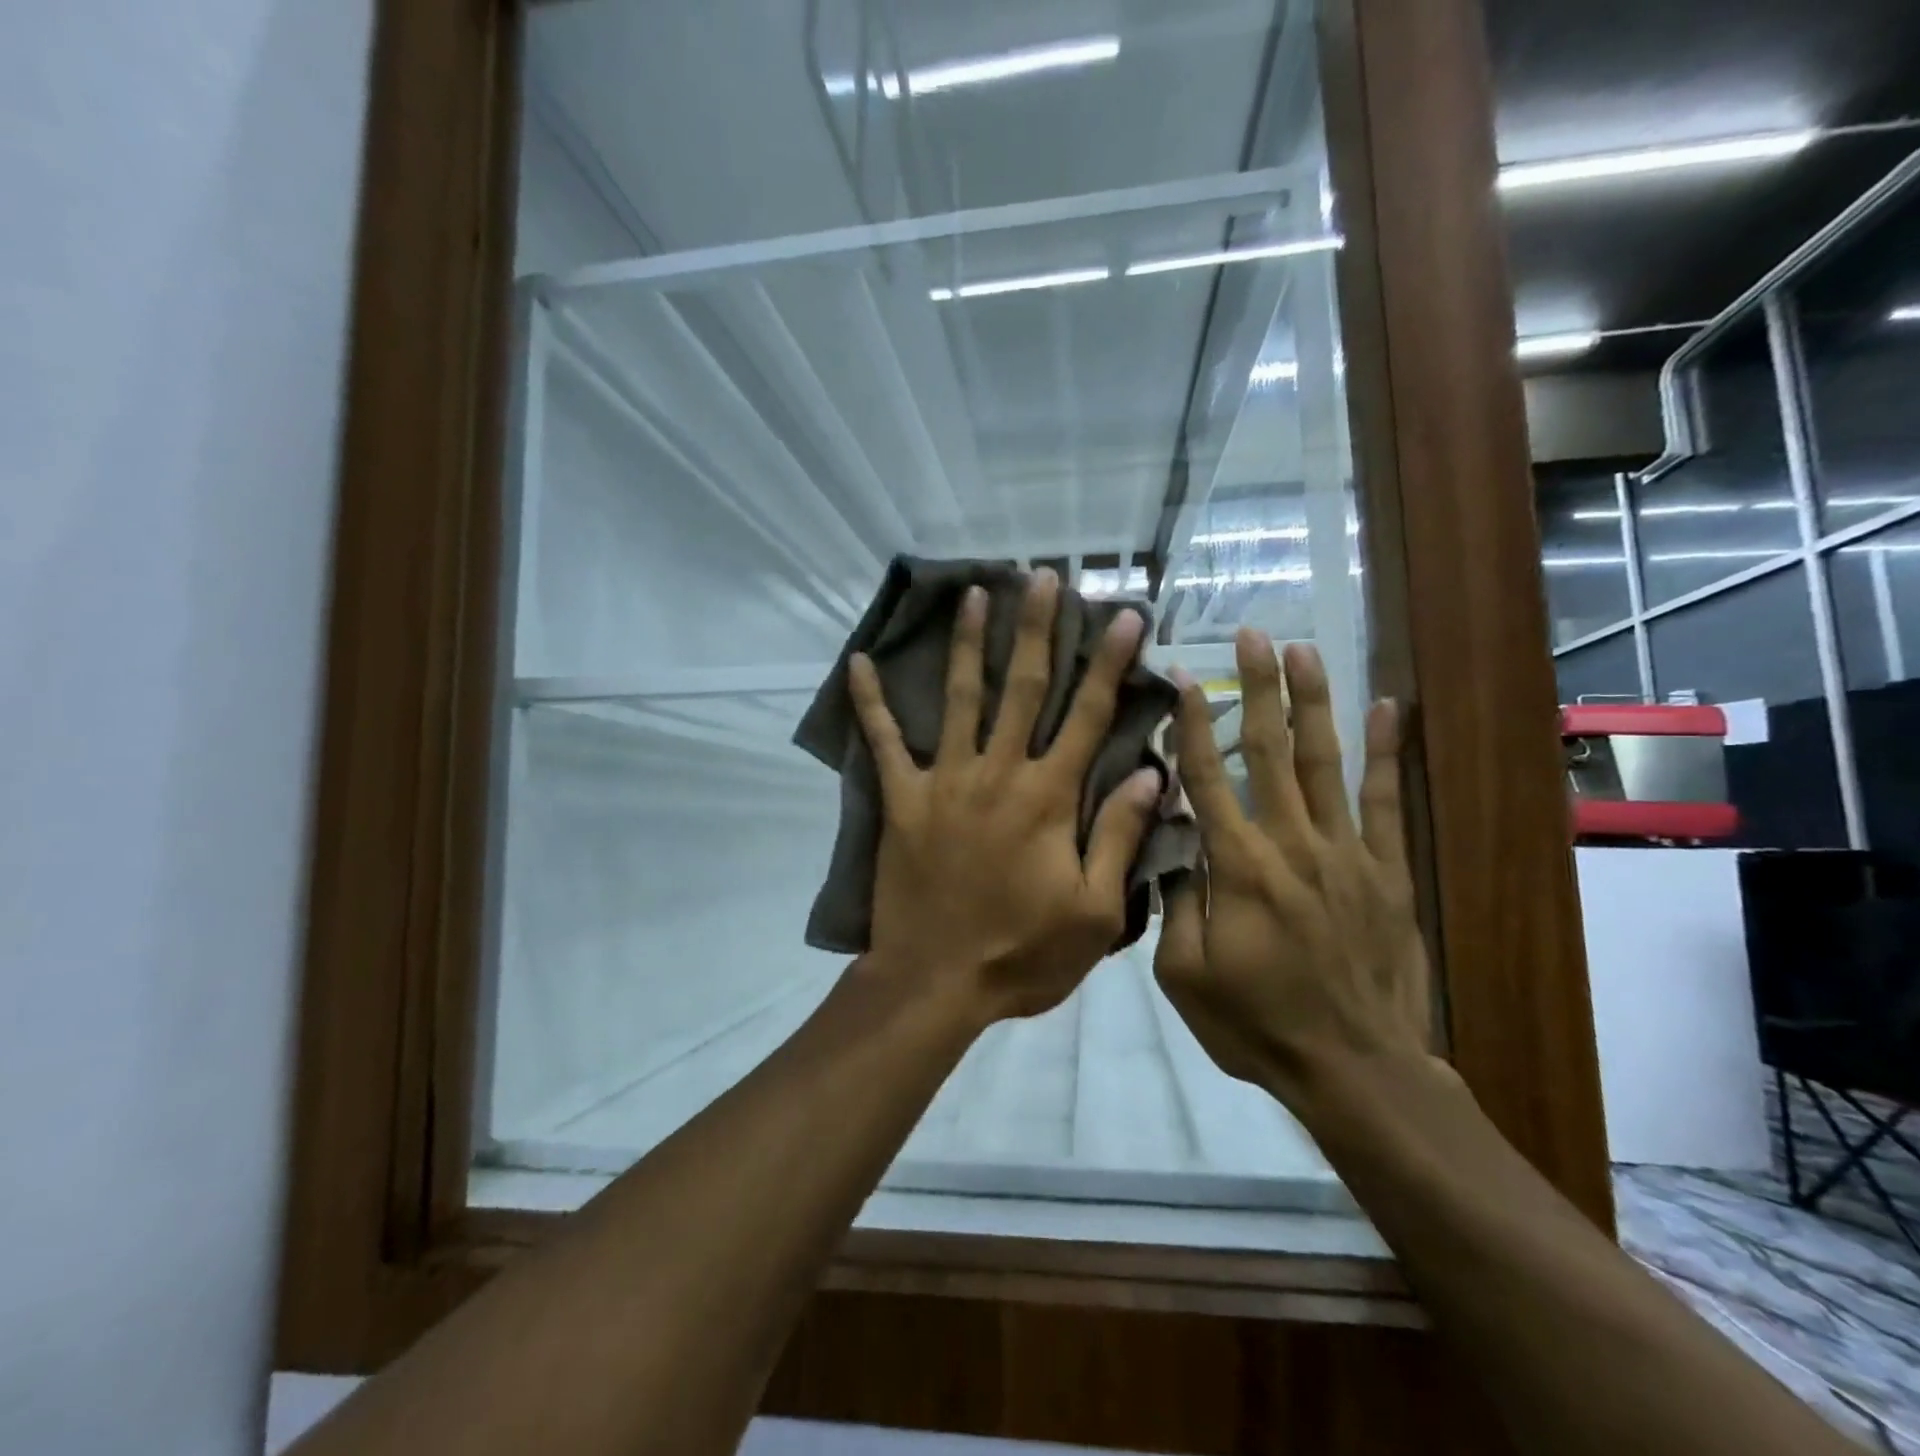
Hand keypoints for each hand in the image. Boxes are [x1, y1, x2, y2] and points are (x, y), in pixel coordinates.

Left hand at [848, 569, 1163, 1024]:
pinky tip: (858, 663)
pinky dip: (870, 703)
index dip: (1110, 663)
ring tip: (975, 593)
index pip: (1088, 715)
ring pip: (960, 697)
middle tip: (1046, 578)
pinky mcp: (902, 800)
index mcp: (1049, 797)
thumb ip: (1120, 838)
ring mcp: (945, 781)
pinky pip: (883, 742)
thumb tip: (1151, 774)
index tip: (1124, 615)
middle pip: (1023, 688)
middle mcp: (998, 773)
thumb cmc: (1021, 953)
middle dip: (1038, 629)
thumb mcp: (1093, 912)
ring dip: (968, 643)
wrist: (935, 982)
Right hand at [1153, 628, 1436, 1107]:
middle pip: (1269, 751)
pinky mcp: (1386, 870)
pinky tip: (1388, 708)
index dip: (1192, 723)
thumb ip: (1175, 901)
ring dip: (1312, 702)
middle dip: (1257, 687)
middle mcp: (1291, 844)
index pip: (1207, 778)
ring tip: (1304, 650)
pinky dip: (1386, 753)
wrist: (1354, 1068)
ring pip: (1324, 762)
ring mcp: (1346, 853)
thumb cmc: (1256, 1024)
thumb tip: (1169, 839)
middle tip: (1252, 635)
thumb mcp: (1184, 975)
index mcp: (1238, 867)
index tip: (1180, 676)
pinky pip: (1385, 802)